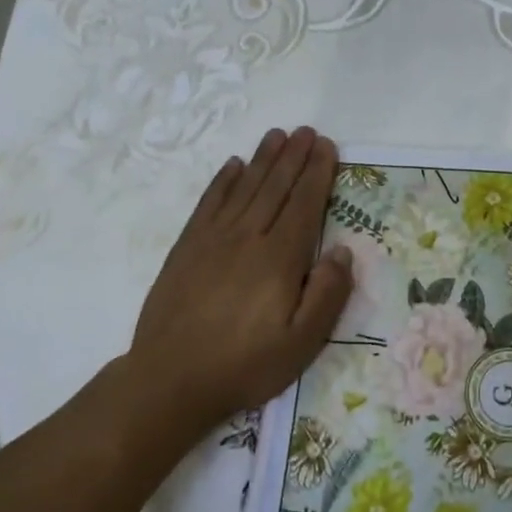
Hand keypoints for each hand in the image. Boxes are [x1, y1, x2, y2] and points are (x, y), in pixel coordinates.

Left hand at [124, 128, 352, 434]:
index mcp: (279, 259)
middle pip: (275, 187)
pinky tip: (233, 165)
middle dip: (294, 156)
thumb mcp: (301, 344)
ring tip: (277, 135)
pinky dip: (222, 181)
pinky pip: (208, 204)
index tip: (327, 147)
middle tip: (307, 131)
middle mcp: (247, 238)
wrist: (169, 380)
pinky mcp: (186, 249)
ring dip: (263, 159)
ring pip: (244, 188)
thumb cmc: (244, 365)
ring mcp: (212, 240)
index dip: (317, 173)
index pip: (303, 204)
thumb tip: (342, 251)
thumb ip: (327, 295)